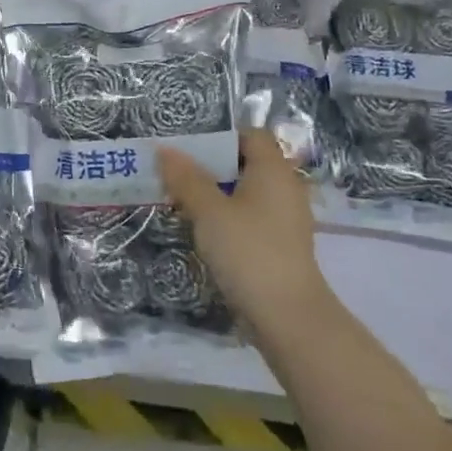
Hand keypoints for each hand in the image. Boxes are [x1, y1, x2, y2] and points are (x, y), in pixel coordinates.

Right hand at [158, 128, 328, 325]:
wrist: (287, 315)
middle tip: (174, 172)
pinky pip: (250, 216)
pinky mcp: (279, 244)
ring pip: (245, 192)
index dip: (220, 136)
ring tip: (180, 200)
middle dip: (210, 165)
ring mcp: (285, 218)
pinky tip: (202, 229)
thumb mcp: (209, 211)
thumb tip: (164, 149)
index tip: (187, 147)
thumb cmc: (248, 251)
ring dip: (215, 193)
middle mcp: (285, 188)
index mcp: (274, 170)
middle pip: (246, 163)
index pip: (251, 135)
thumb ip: (186, 178)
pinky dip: (227, 215)